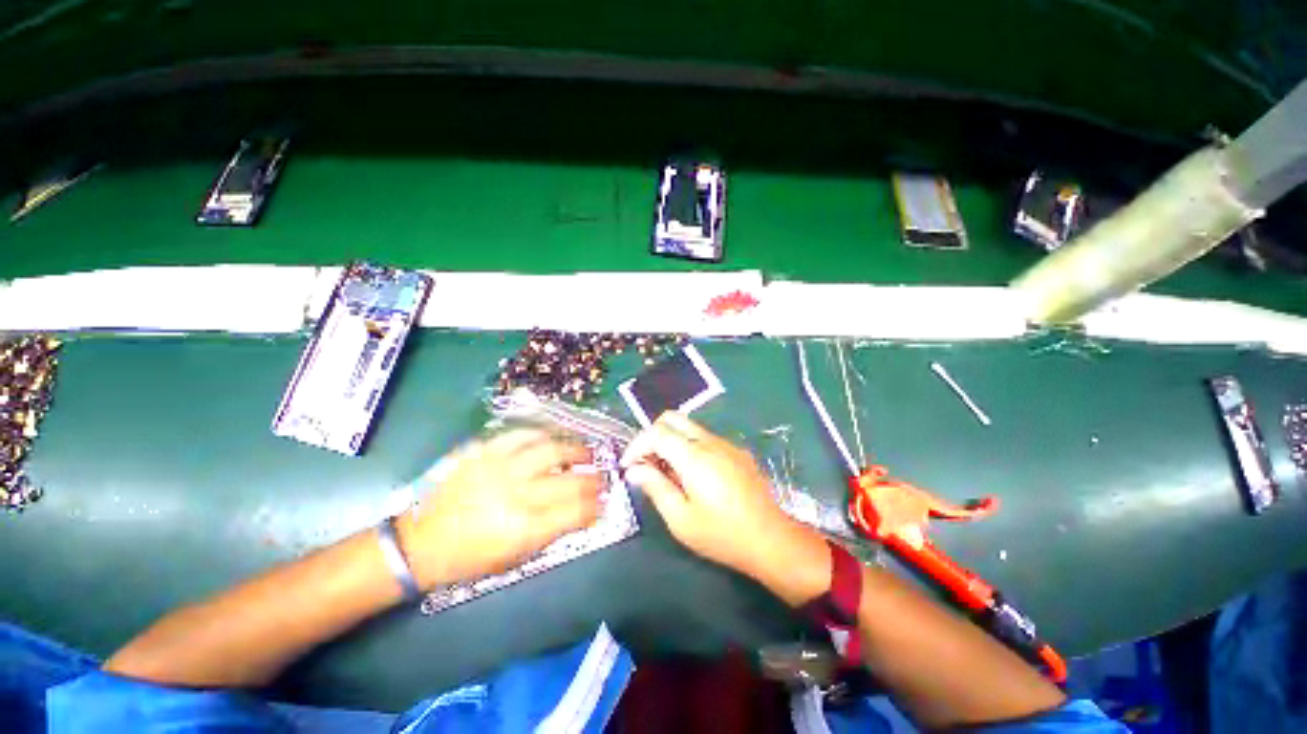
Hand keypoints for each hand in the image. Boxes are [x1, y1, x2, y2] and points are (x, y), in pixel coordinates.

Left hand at [396, 430, 601, 587]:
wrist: (416, 543)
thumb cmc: (467, 559)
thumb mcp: (514, 558)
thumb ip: (552, 532)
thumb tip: (583, 514)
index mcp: (523, 528)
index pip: (575, 511)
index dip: (597, 505)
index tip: (605, 501)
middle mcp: (516, 494)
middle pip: (569, 480)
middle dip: (593, 478)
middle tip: (601, 475)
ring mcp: (499, 468)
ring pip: (550, 450)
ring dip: (574, 449)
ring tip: (584, 452)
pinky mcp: (482, 451)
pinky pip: (521, 434)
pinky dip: (542, 434)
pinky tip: (551, 438)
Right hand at [620, 413, 824, 591]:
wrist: (771, 539)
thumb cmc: (722, 534)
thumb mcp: (681, 519)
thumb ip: (655, 488)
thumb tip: (635, 470)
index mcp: (694, 457)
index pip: (656, 433)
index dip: (636, 445)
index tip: (629, 467)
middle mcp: (709, 442)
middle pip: (672, 418)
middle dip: (652, 435)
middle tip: (646, 462)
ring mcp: (726, 444)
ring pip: (689, 427)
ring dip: (671, 441)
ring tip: (667, 472)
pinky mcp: (737, 451)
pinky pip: (705, 438)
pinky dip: (689, 447)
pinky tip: (693, 475)